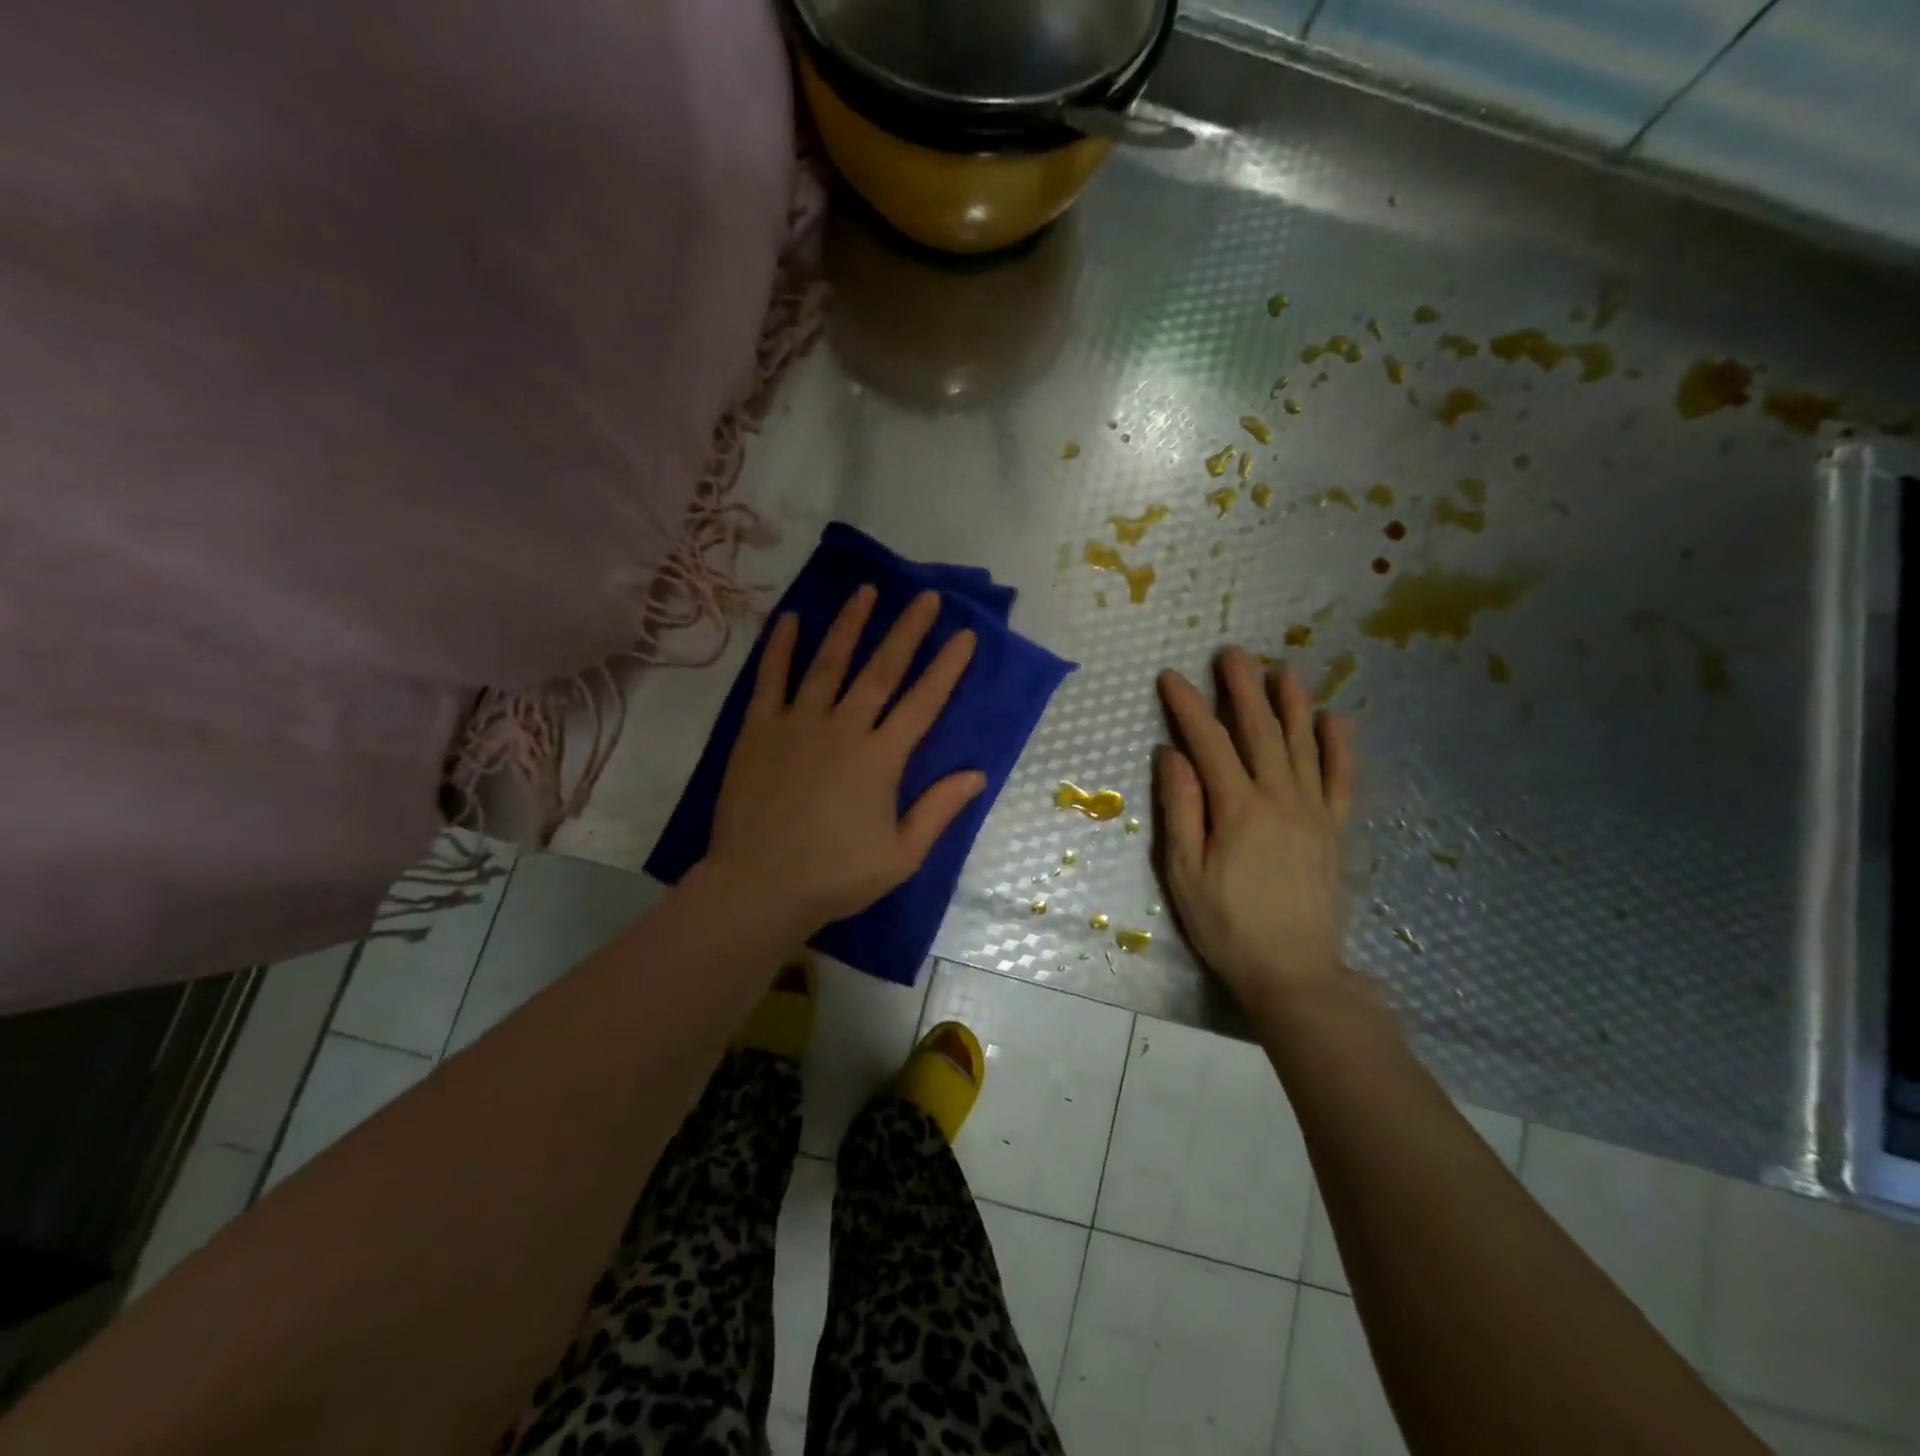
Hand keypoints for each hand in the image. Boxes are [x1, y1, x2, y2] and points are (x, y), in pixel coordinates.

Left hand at [707, 586, 984, 926]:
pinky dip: (781, 647)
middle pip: (880, 670)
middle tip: (925, 596)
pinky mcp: (759, 729)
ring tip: (867, 591)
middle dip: (906, 631)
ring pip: (828, 663)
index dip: (946, 667)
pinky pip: (771, 679)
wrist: (758, 886)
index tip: (965, 635)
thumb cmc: (835, 876)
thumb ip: (939, 810)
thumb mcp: (901, 855)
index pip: (922, 703)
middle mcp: (843, 728)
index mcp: (880, 758)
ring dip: (850, 625)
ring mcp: (797, 724)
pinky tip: (791, 619)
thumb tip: (977, 773)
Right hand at [1156, 647, 1355, 1019]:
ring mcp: (1314, 811)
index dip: (1188, 706)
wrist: (1294, 971)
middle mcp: (1280, 798)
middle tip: (1233, 653)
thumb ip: (1180, 808)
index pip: (1209, 742)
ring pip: (1304, 744)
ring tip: (1282, 669)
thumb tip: (1172, 754)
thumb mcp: (1184, 872)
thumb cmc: (1227, 925)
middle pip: (1260, 731)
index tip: (1171, 677)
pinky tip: (1336, 719)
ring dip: (1291, 703)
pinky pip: (1342, 779)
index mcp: (1238, 808)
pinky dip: (1340, 746)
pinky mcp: (1334, 829)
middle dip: (1243, 688)